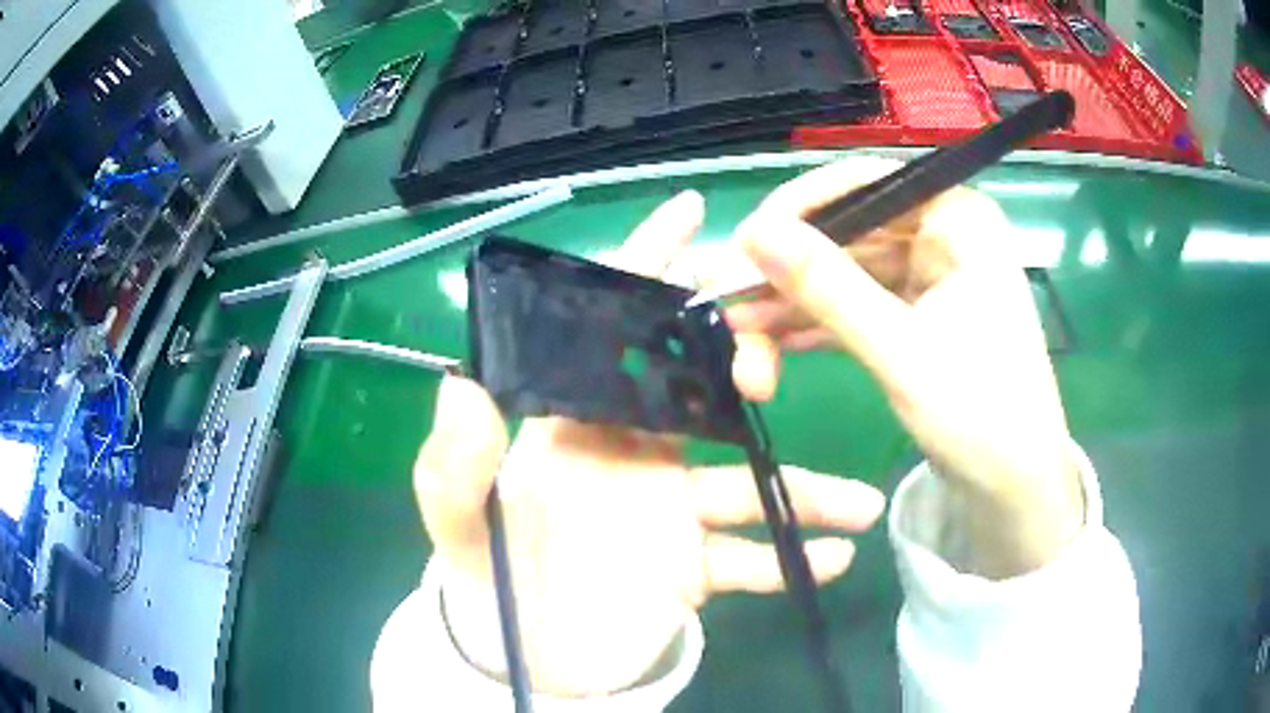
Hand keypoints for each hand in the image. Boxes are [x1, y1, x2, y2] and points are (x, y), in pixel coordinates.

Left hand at [413, 191, 886, 696]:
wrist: (528, 657)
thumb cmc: (491, 582)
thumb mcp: (460, 523)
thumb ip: (454, 465)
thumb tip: (461, 384)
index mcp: (577, 429)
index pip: (613, 334)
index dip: (647, 269)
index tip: (691, 213)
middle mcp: (634, 457)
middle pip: (702, 393)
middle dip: (740, 367)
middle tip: (766, 372)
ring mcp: (672, 514)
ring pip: (748, 486)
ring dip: (805, 492)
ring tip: (860, 505)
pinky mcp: (695, 568)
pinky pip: (750, 559)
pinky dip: (788, 560)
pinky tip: (829, 561)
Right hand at [722, 157, 1083, 578]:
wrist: (1014, 490)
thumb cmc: (980, 416)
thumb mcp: (901, 351)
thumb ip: (828, 287)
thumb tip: (752, 231)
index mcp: (958, 219)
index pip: (865, 184)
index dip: (799, 209)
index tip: (745, 244)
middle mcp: (942, 235)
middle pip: (846, 232)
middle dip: (786, 275)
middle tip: (725, 304)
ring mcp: (927, 278)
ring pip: (843, 274)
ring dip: (791, 308)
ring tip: (740, 344)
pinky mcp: (914, 316)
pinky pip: (854, 306)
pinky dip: (814, 328)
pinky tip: (771, 350)